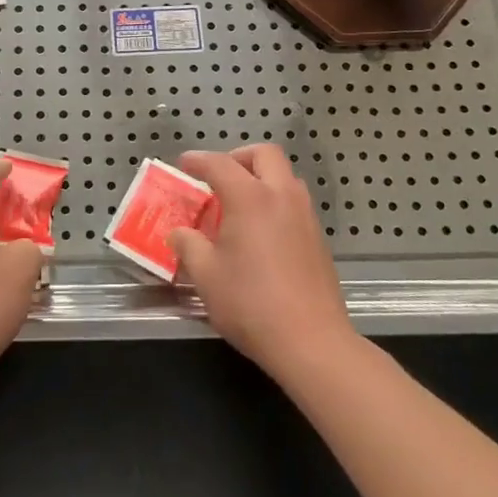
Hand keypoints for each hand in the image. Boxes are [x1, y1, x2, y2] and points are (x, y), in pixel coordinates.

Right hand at [169, 144, 355, 382]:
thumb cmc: (251, 304)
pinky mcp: (319, 239)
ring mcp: (305, 216)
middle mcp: (281, 196)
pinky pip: (295, 202)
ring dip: (262, 178)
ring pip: (285, 176)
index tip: (184, 163)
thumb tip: (179, 233)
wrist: (312, 342)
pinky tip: (262, 233)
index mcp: (250, 198)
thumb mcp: (206, 276)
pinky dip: (275, 202)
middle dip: (239, 157)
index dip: (198, 160)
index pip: (219, 164)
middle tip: (220, 178)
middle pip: (264, 154)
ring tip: (240, 205)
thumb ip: (188, 246)